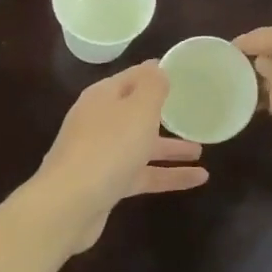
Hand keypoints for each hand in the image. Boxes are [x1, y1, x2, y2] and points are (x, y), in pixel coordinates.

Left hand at [35, 62, 205, 252]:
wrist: (70, 204)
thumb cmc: (109, 146)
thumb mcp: (138, 108)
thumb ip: (152, 86)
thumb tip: (156, 68)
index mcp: (103, 97)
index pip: (132, 77)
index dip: (154, 74)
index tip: (180, 73)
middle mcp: (99, 122)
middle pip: (135, 113)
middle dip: (163, 114)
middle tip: (191, 113)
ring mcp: (101, 155)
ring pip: (141, 146)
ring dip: (170, 148)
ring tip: (201, 151)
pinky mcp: (107, 184)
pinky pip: (144, 174)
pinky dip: (169, 175)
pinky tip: (198, 180)